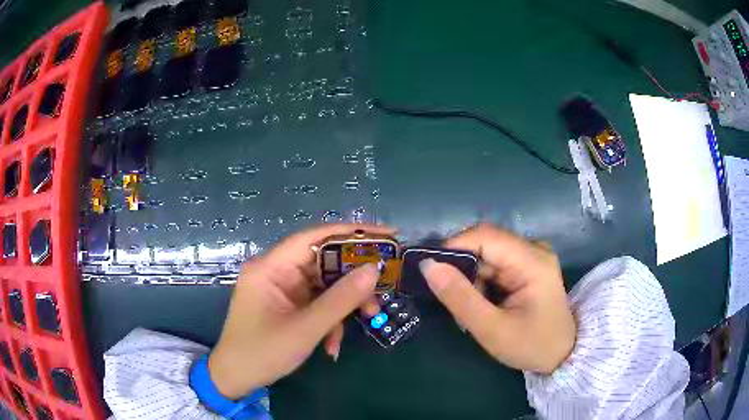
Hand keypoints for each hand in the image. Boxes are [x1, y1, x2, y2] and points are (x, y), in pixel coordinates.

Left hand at [208, 224, 392, 398]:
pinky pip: (317, 302)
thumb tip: (374, 270)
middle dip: (354, 276)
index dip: (352, 233)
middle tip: (384, 284)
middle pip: (323, 260)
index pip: (315, 237)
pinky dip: (331, 318)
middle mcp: (276, 271)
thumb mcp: (306, 328)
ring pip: (324, 283)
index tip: (387, 235)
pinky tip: (334, 343)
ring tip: (369, 317)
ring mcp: (282, 288)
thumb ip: (341, 299)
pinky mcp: (287, 304)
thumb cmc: (263, 353)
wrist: (237, 378)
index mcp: (271, 267)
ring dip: (345, 302)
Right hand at [419, 223, 574, 373]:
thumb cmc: (531, 345)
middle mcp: (534, 250)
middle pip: (485, 242)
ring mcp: (532, 256)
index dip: (453, 247)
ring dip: (471, 277)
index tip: (430, 271)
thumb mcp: (491, 329)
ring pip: (487, 253)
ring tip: (469, 307)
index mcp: (532, 261)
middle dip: (462, 267)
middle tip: (449, 297)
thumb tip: (428, 266)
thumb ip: (460, 298)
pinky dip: (482, 281)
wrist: (561, 354)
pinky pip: (495, 263)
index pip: (485, 236)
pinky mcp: (528, 265)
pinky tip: (483, 302)